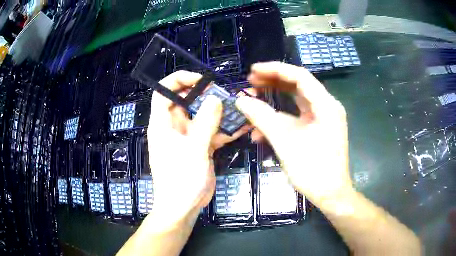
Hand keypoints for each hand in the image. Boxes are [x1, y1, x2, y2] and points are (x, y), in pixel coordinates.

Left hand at [147, 71, 247, 229]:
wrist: (183, 207)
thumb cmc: (180, 180)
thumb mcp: (193, 150)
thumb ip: (205, 123)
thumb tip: (215, 98)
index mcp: (163, 123)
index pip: (163, 92)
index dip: (179, 80)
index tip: (201, 79)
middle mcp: (174, 126)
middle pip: (187, 101)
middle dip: (206, 95)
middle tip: (227, 94)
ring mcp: (188, 137)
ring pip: (203, 116)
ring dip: (219, 113)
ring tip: (239, 108)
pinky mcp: (200, 147)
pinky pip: (212, 132)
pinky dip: (225, 130)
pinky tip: (242, 127)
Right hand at [236, 62, 352, 203]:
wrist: (330, 195)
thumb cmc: (312, 169)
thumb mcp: (285, 141)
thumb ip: (262, 117)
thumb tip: (240, 100)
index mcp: (326, 105)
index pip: (299, 76)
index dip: (275, 70)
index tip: (253, 70)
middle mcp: (327, 107)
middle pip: (298, 85)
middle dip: (273, 82)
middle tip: (250, 82)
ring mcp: (323, 118)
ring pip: (296, 100)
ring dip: (274, 100)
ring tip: (252, 99)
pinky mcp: (318, 129)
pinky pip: (298, 116)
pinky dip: (280, 118)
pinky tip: (261, 129)